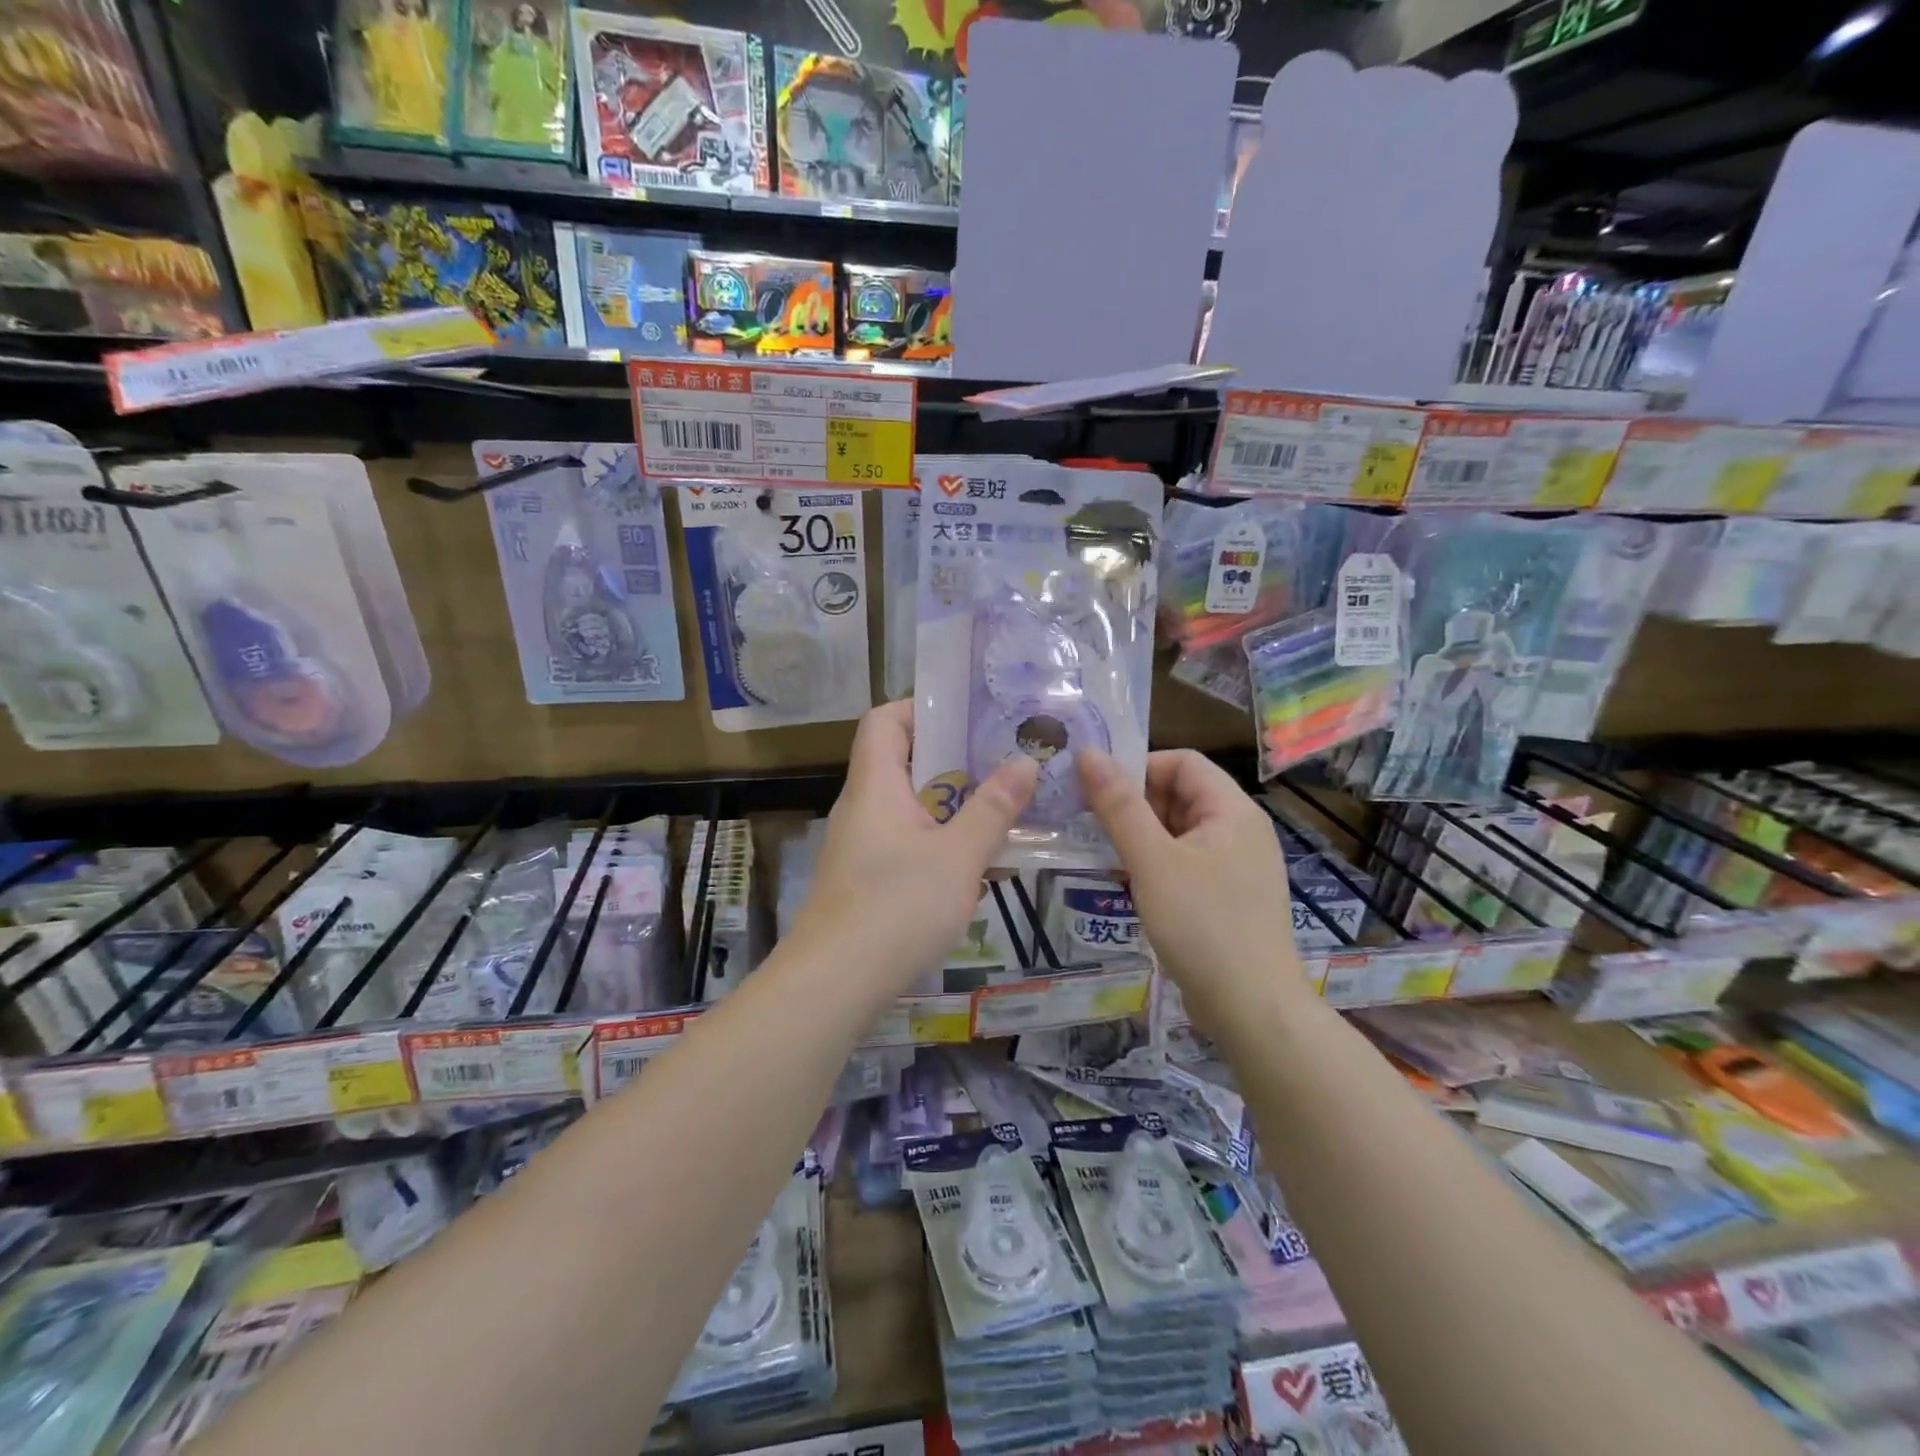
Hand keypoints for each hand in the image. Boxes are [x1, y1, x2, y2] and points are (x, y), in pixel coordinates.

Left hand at [788, 701, 1036, 996]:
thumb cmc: (896, 908)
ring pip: (912, 808)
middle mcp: (863, 807)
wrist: (833, 986)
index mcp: (876, 785)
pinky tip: (980, 867)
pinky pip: (908, 844)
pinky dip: (942, 843)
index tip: (969, 714)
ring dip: (955, 806)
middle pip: (903, 762)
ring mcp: (861, 846)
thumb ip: (993, 808)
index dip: (921, 707)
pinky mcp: (866, 881)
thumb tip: (1025, 761)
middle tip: (1005, 761)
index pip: (884, 720)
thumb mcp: (958, 856)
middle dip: (955, 760)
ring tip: (1005, 810)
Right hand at [1077, 748, 1308, 1031]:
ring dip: (1140, 837)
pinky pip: (1186, 864)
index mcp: (1232, 810)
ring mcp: (1237, 866)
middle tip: (1092, 827)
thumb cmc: (1202, 925)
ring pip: (1179, 832)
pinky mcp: (1228, 898)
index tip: (1098, 793)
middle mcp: (1240, 830)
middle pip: (1180, 795)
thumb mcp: (1152, 860)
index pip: (1181, 762)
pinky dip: (1155, 865)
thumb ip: (1118, 806)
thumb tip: (1087, 754)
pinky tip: (1129, 885)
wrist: (1252, 1009)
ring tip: (1103, 856)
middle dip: (1134, 806)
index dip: (1138, 768)